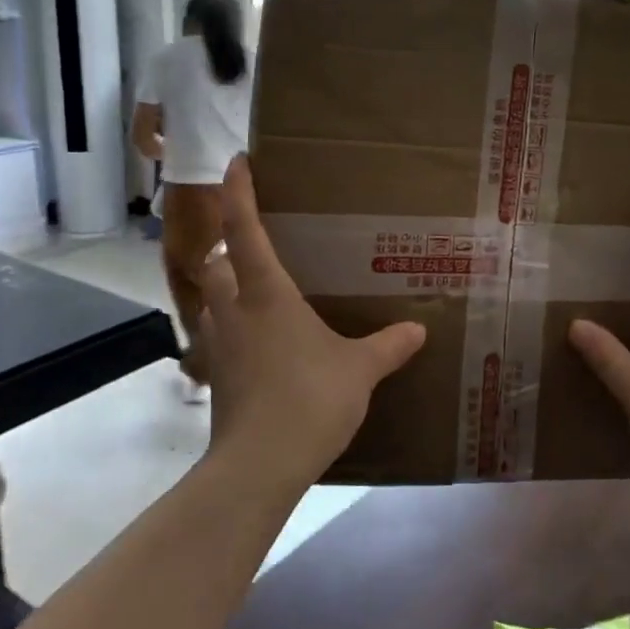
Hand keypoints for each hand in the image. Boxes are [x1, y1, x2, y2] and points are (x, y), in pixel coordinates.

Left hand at [197, 155, 426, 494]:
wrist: (258, 465)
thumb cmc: (308, 399)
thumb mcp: (359, 370)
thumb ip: (388, 345)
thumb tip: (419, 329)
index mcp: (265, 292)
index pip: (244, 229)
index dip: (239, 192)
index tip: (237, 162)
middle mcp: (233, 309)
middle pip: (215, 262)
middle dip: (227, 247)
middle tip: (254, 245)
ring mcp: (218, 344)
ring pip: (210, 300)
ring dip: (225, 288)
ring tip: (255, 293)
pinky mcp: (215, 376)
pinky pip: (216, 337)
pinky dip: (229, 329)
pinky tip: (257, 345)